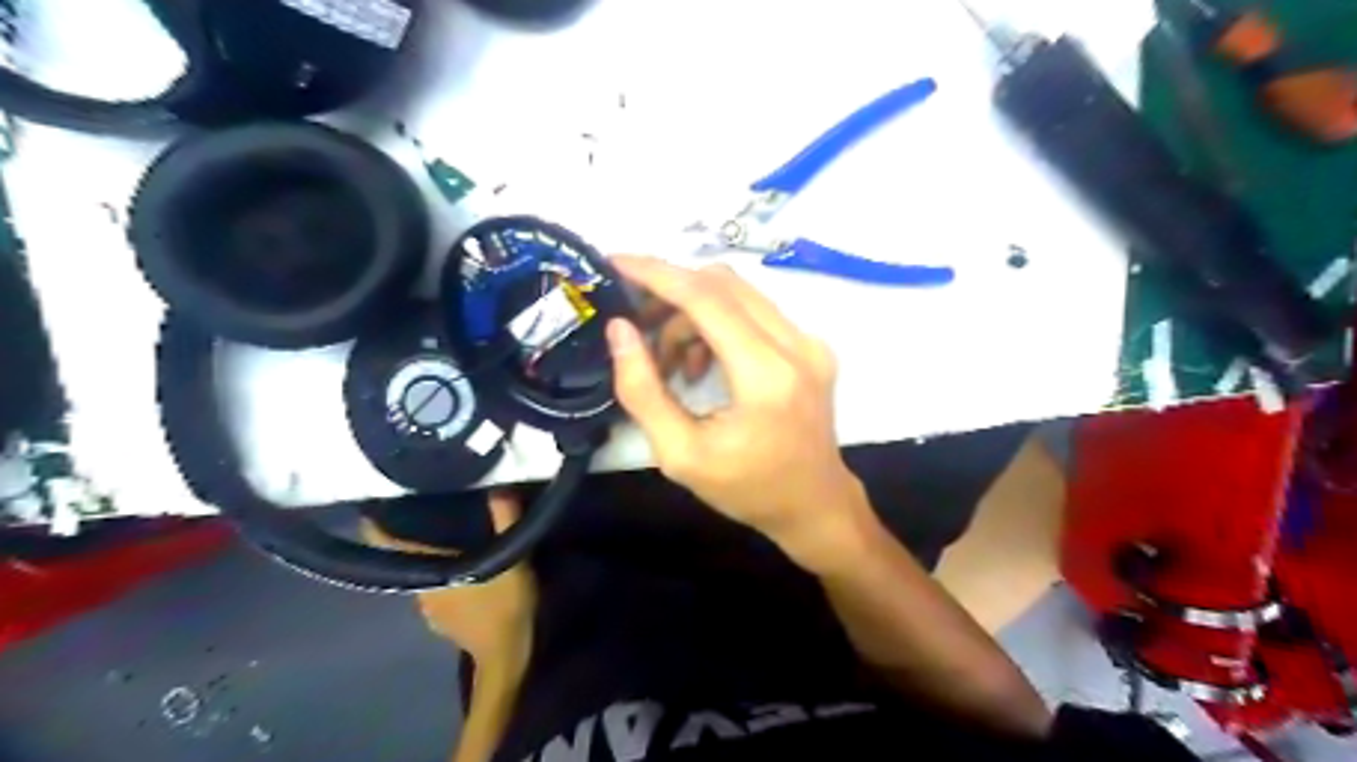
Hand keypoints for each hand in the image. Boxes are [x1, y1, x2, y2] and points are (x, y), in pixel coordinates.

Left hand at [362, 492, 537, 663]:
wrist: (506, 658)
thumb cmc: (505, 606)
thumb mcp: (512, 561)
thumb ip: (506, 523)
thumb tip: (498, 488)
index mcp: (429, 573)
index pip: (389, 545)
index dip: (377, 526)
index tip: (374, 504)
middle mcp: (421, 591)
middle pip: (409, 558)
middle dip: (416, 538)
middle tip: (432, 512)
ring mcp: (430, 610)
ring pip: (425, 575)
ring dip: (434, 560)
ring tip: (452, 540)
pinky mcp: (444, 622)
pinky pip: (438, 591)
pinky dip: (445, 579)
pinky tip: (464, 574)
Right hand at [608, 256, 868, 560]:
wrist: (814, 505)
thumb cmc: (747, 489)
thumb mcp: (680, 454)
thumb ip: (643, 390)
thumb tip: (620, 330)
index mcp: (766, 375)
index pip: (707, 298)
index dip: (657, 274)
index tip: (616, 262)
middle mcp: (796, 345)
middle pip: (723, 284)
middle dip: (671, 293)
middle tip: (636, 322)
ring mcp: (810, 342)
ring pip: (738, 294)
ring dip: (692, 314)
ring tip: (669, 362)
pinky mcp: (811, 346)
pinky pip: (755, 312)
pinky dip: (717, 324)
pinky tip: (701, 364)